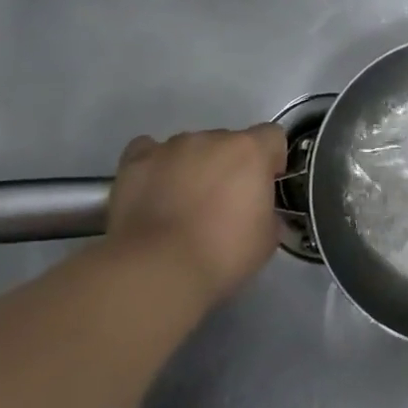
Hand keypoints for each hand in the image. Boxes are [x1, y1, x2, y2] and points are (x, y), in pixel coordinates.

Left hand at [105, 126, 287, 304]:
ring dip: (192, 167)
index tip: (263, 187)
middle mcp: (212, 138)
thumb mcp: (266, 240)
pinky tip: (152, 190)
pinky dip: (154, 166)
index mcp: (250, 151)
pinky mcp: (136, 161)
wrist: (157, 269)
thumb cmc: (221, 255)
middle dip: (227, 167)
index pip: (271, 137)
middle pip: (228, 142)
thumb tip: (259, 212)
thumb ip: (267, 212)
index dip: (270, 160)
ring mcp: (171, 147)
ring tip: (180, 205)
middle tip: (220, 205)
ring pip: (190, 148)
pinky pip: (149, 151)